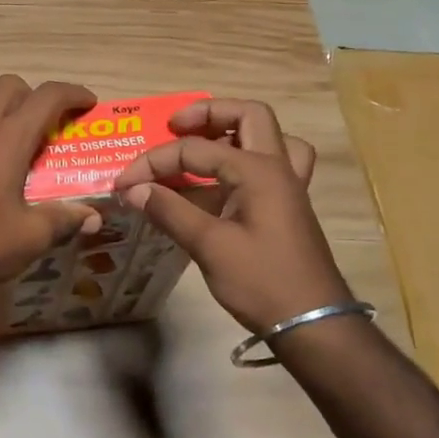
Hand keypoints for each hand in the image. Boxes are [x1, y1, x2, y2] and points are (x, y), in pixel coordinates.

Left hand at [0, 76, 101, 301]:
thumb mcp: (30, 237)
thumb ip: (63, 219)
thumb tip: (92, 217)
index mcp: (6, 138)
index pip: (47, 97)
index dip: (73, 94)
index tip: (86, 103)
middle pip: (8, 86)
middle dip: (32, 96)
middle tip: (43, 124)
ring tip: (3, 135)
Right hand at [112, 98, 352, 334]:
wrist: (314, 324)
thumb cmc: (262, 281)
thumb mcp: (209, 246)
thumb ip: (169, 211)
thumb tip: (133, 190)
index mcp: (257, 170)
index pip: (195, 149)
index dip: (154, 162)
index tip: (124, 183)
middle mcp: (277, 167)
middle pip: (248, 116)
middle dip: (208, 114)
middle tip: (175, 127)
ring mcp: (287, 187)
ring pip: (267, 137)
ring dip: (234, 132)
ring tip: (202, 144)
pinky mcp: (287, 207)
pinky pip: (270, 165)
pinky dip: (245, 160)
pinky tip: (222, 182)